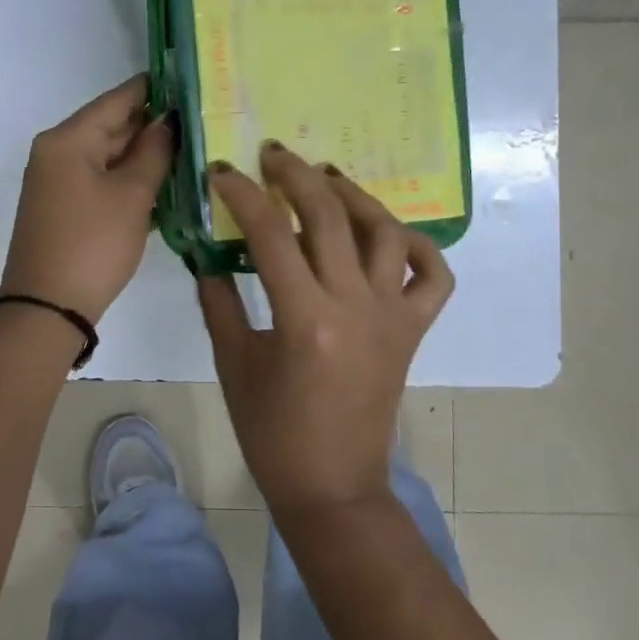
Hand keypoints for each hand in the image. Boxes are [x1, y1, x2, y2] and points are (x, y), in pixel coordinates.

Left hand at [0, 74, 173, 321]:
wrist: (48, 309)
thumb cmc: (93, 244)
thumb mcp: (132, 195)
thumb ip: (154, 152)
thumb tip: (169, 121)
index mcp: (68, 139)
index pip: (118, 99)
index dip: (155, 88)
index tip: (191, 80)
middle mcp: (57, 151)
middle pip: (112, 125)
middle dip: (154, 124)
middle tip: (202, 119)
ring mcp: (58, 180)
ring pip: (109, 155)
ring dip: (145, 153)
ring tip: (193, 147)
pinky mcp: (64, 206)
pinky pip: (102, 178)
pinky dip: (130, 177)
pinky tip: (165, 181)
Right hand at [197, 143, 454, 516]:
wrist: (333, 485)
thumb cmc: (273, 432)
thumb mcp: (234, 364)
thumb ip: (218, 303)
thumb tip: (206, 256)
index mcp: (305, 317)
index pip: (270, 234)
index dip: (243, 195)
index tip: (223, 172)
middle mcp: (355, 305)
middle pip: (329, 217)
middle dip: (297, 176)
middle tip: (274, 154)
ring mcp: (392, 315)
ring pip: (384, 232)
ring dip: (355, 196)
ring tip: (327, 177)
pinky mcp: (414, 329)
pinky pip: (432, 276)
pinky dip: (417, 245)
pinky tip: (388, 232)